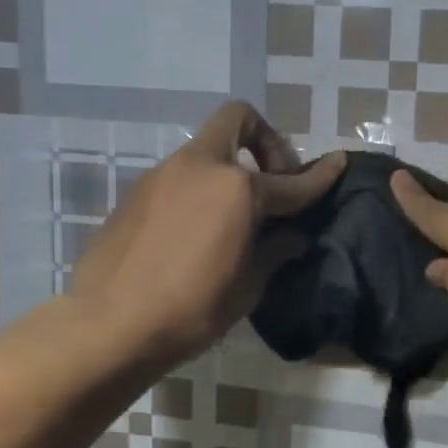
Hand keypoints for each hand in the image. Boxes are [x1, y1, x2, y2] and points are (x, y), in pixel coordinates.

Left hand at [70, 102, 342, 373]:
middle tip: (274, 181)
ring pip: (206, 150)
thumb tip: (293, 236)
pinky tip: (198, 231)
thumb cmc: (191, 310)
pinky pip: (181, 177)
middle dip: (265, 141)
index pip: (292, 181)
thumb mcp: (247, 286)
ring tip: (236, 216)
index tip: (338, 163)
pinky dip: (201, 189)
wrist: (109, 326)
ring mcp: (163, 176)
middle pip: (238, 121)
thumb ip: (275, 251)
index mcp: (238, 189)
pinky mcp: (136, 194)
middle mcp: (200, 168)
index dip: (320, 176)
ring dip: (230, 168)